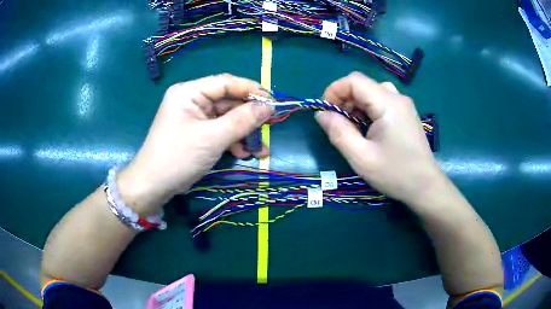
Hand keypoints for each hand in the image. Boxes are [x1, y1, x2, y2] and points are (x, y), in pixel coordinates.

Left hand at [117, 74, 273, 214]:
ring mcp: (194, 117)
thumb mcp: (213, 138)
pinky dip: (233, 141)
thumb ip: (242, 120)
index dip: (250, 90)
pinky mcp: (197, 133)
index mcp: (189, 92)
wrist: (154, 186)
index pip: (225, 83)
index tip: (273, 101)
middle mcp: (192, 100)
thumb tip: (269, 107)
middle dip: (248, 118)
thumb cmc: (179, 157)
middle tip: (269, 128)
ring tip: (258, 150)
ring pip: (227, 118)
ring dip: (243, 133)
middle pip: (227, 101)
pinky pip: (220, 131)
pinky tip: (243, 154)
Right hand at [315, 72, 445, 207]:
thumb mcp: (361, 157)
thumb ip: (339, 132)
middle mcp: (397, 98)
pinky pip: (381, 102)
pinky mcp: (405, 114)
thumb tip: (321, 114)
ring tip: (351, 127)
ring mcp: (403, 106)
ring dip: (355, 105)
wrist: (425, 187)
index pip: (354, 80)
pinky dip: (367, 111)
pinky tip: (367, 130)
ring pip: (371, 93)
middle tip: (336, 124)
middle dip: (344, 100)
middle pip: (363, 85)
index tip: (325, 112)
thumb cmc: (395, 173)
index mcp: (388, 103)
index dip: (334, 91)